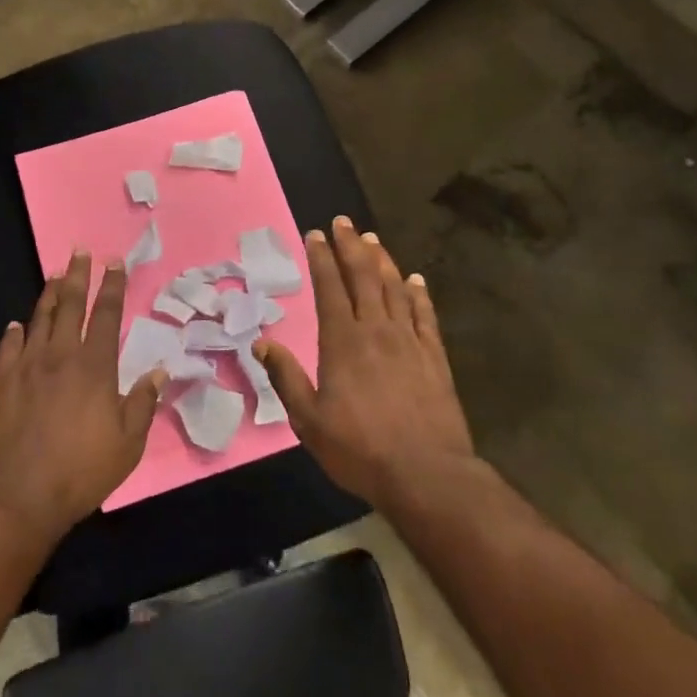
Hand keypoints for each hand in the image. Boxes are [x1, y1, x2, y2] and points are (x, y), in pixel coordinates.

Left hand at [0, 251, 167, 544]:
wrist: (18, 493)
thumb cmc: (81, 470)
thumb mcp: (128, 444)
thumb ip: (143, 403)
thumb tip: (158, 371)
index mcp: (95, 366)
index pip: (107, 315)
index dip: (113, 287)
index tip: (114, 263)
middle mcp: (61, 355)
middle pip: (71, 305)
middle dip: (78, 275)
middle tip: (81, 252)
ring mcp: (27, 366)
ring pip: (39, 318)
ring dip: (48, 294)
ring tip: (54, 274)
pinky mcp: (0, 382)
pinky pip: (8, 347)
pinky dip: (14, 333)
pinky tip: (16, 325)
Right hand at [256, 216, 476, 511]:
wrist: (426, 474)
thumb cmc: (360, 449)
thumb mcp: (309, 421)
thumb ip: (285, 378)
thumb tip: (262, 343)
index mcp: (342, 342)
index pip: (329, 288)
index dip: (322, 258)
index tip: (315, 234)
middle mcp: (376, 331)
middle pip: (363, 277)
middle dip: (351, 246)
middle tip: (344, 222)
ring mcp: (409, 342)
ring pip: (394, 289)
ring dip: (382, 261)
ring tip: (372, 239)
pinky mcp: (435, 358)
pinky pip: (425, 316)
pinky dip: (419, 294)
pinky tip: (416, 280)